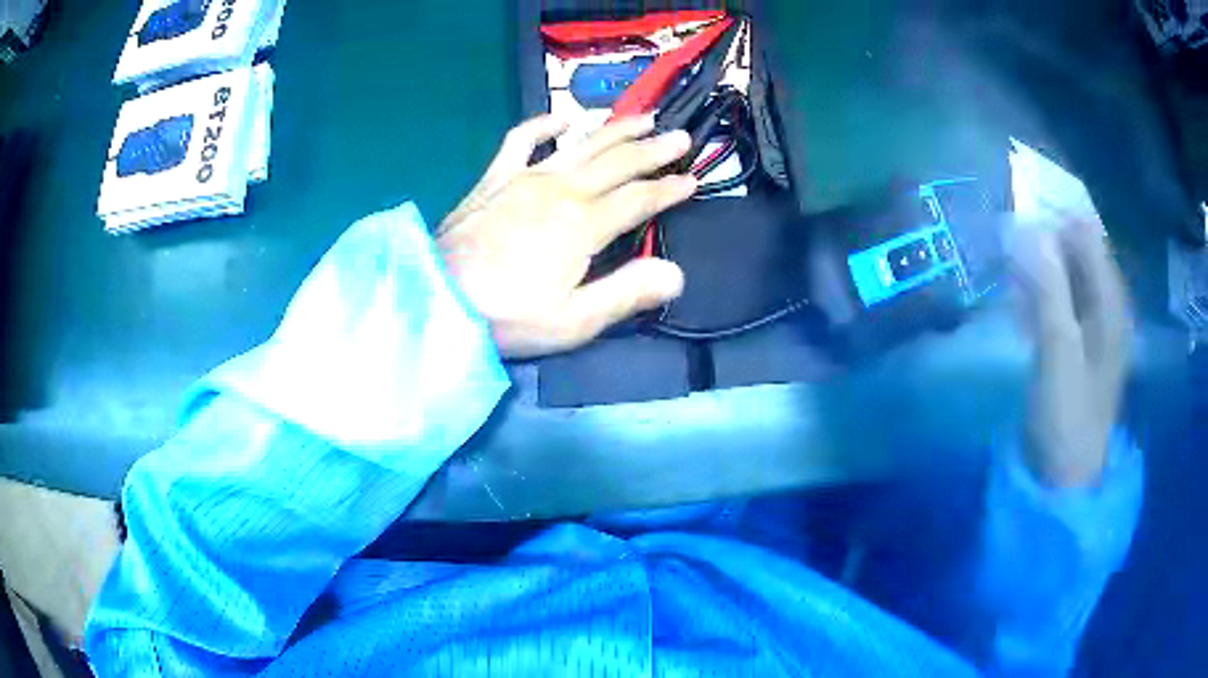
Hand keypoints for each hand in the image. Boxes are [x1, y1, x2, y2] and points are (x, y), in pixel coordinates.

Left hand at [437, 115, 696, 358]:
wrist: (436, 299)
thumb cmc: (506, 316)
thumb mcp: (572, 320)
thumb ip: (626, 293)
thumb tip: (676, 273)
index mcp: (583, 223)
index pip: (638, 199)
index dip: (669, 190)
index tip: (693, 180)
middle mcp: (560, 189)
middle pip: (618, 161)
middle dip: (654, 149)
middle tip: (681, 136)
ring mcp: (525, 178)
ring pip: (582, 144)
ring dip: (615, 128)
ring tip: (643, 117)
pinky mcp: (495, 178)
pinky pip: (522, 140)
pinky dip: (544, 125)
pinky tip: (562, 120)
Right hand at [1008, 216, 1132, 487]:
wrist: (1064, 476)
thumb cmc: (1068, 416)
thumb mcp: (1059, 351)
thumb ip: (1049, 288)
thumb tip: (1028, 226)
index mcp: (1111, 302)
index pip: (1086, 234)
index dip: (1054, 219)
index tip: (1016, 215)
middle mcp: (1105, 304)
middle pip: (1076, 251)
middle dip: (1042, 240)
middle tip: (1005, 242)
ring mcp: (1091, 324)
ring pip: (1064, 274)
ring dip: (1037, 266)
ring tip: (1007, 268)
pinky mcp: (1075, 342)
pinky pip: (1057, 300)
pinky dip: (1037, 292)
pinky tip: (1018, 301)